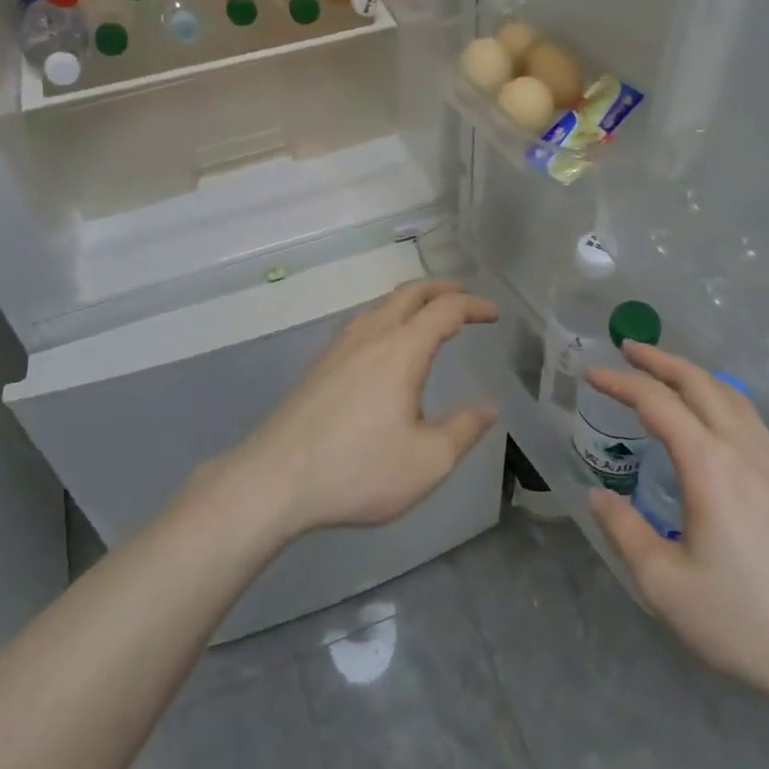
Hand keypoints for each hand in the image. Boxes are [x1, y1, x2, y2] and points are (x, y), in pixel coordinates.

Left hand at [229, 280, 499, 538]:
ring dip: (411, 302)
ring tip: (428, 316)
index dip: (473, 306)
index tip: (494, 314)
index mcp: (401, 350)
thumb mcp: (426, 462)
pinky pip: (362, 323)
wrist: (274, 479)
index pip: (445, 310)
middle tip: (465, 297)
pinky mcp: (319, 364)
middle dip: (442, 289)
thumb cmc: (357, 470)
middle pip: (410, 293)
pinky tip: (385, 346)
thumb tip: (488, 408)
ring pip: (381, 306)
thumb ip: (463, 431)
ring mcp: (339, 347)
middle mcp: (370, 336)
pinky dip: (388, 318)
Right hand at [585, 343, 768, 726]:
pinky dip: (720, 398)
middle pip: (700, 383)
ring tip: (667, 374)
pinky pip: (750, 419)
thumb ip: (626, 533)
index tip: (590, 373)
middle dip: (660, 360)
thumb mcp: (666, 586)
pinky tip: (713, 421)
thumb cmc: (747, 622)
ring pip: (732, 396)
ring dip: (694, 375)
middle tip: (628, 348)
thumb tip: (598, 497)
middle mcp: (743, 451)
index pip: (657, 402)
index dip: (620, 382)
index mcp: (709, 465)